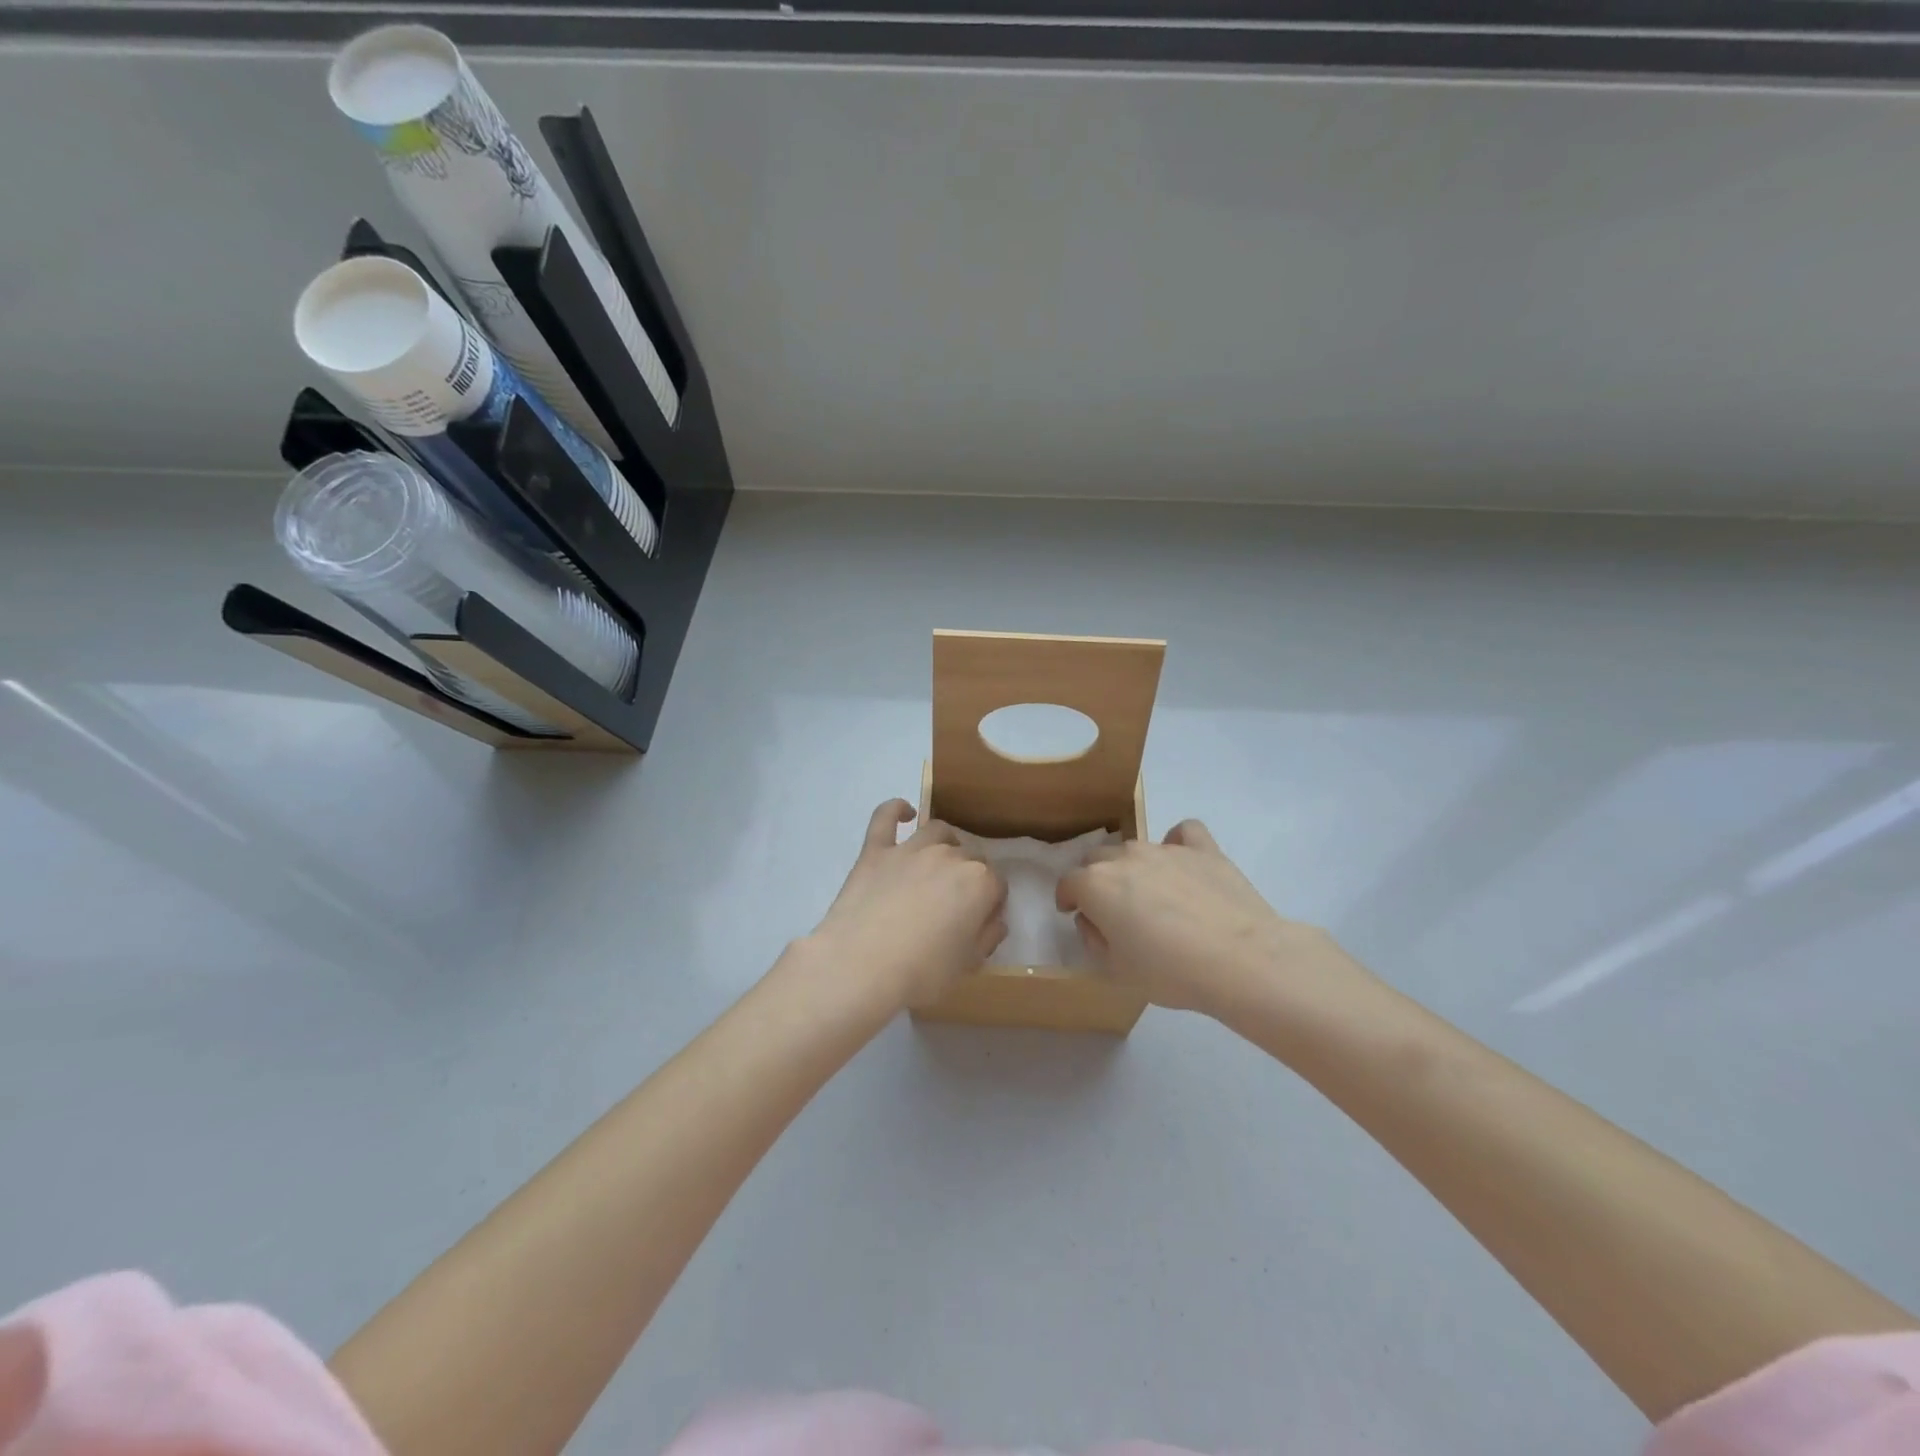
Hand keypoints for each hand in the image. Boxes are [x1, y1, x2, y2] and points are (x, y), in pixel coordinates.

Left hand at [809, 799, 1006, 1008]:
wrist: (860, 967)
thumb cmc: (922, 973)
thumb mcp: (968, 965)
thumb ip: (987, 937)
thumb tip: (995, 920)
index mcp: (980, 883)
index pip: (997, 884)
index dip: (991, 902)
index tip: (981, 920)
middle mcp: (950, 856)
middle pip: (969, 856)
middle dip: (969, 875)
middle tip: (955, 903)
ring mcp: (911, 849)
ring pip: (937, 831)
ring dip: (944, 843)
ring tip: (938, 863)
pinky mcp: (876, 851)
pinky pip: (886, 817)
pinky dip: (896, 810)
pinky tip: (904, 813)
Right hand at [1056, 819, 1364, 1017]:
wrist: (1241, 960)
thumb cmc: (1170, 972)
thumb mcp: (1117, 971)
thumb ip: (1094, 940)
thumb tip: (1091, 920)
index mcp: (1096, 885)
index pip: (1068, 883)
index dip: (1067, 898)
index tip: (1073, 912)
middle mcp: (1125, 857)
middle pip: (1098, 859)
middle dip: (1096, 879)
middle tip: (1111, 908)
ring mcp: (1165, 849)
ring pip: (1135, 848)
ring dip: (1132, 866)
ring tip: (1151, 894)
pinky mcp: (1202, 849)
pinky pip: (1183, 833)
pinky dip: (1177, 844)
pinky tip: (1183, 864)